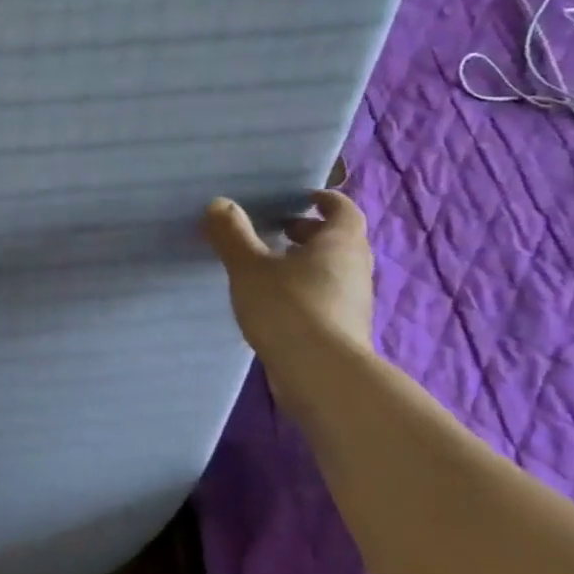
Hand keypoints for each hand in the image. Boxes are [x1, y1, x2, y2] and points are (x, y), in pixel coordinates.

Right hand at [203, 189, 374, 365]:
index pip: (343, 209)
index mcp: (340, 243)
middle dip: (309, 232)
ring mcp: (353, 302)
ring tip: (269, 266)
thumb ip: (233, 234)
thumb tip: (219, 203)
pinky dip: (305, 290)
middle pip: (339, 240)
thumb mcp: (249, 267)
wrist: (321, 375)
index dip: (324, 200)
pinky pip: (326, 297)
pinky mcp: (344, 330)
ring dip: (306, 263)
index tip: (300, 198)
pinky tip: (275, 302)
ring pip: (332, 270)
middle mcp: (355, 268)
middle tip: (277, 230)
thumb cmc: (288, 307)